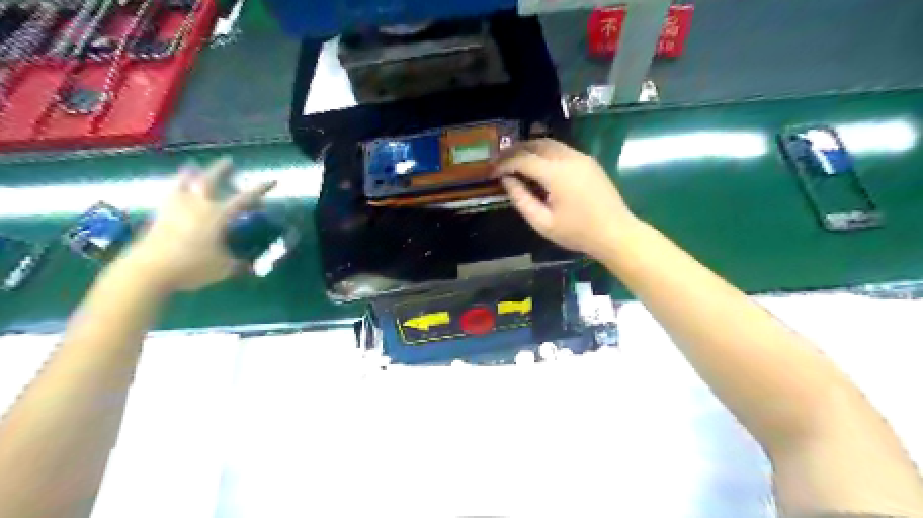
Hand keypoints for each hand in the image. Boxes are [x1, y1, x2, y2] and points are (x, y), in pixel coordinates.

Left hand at [121, 157, 277, 293]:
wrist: (148, 270)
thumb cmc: (192, 267)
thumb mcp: (224, 268)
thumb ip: (238, 263)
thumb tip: (248, 265)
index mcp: (218, 216)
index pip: (244, 199)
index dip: (260, 190)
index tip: (272, 180)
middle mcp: (197, 206)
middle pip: (209, 181)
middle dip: (221, 170)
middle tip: (228, 161)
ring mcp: (175, 209)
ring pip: (183, 184)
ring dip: (190, 175)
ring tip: (192, 167)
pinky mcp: (158, 217)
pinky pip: (168, 197)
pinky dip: (174, 190)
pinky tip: (175, 192)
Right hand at [493, 137, 639, 258]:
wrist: (615, 233)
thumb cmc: (577, 233)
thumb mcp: (543, 223)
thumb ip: (521, 199)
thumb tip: (506, 180)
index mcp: (556, 173)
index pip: (522, 159)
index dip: (504, 163)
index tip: (491, 172)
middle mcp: (568, 158)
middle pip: (535, 143)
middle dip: (514, 150)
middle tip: (499, 162)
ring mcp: (581, 157)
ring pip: (549, 143)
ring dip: (529, 148)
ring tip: (514, 161)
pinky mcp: (588, 161)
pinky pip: (561, 149)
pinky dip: (544, 152)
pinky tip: (537, 165)